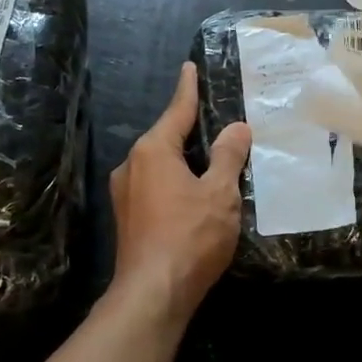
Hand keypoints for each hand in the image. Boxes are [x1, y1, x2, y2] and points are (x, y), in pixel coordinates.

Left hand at [109, 62, 251, 315]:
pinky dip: (176, 181)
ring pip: (161, 165)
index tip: (189, 67)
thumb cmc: (189, 236)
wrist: (152, 294)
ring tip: (212, 157)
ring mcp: (125, 194)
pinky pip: (156, 186)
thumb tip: (236, 128)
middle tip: (216, 117)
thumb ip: (227, 156)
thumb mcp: (219, 193)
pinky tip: (195, 193)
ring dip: (184, 159)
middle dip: (190, 128)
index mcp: (153, 150)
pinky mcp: (128, 218)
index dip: (188, 89)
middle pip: (166, 137)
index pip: (176, 110)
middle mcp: (132, 165)